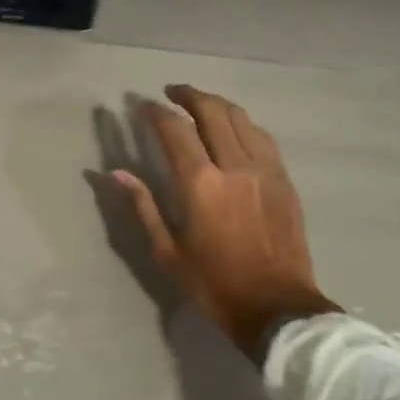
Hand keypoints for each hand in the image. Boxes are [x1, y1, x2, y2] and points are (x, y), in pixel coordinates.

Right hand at [115, 85, 335, 360]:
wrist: (277, 308)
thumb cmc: (214, 284)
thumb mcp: (168, 251)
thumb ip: (143, 206)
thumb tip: (116, 173)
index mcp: (200, 184)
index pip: (175, 130)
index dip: (156, 112)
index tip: (142, 106)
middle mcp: (233, 165)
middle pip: (211, 111)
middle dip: (188, 95)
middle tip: (171, 92)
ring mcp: (264, 169)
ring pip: (240, 118)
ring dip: (217, 104)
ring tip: (201, 103)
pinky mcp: (283, 179)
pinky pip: (262, 137)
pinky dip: (243, 124)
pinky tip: (234, 127)